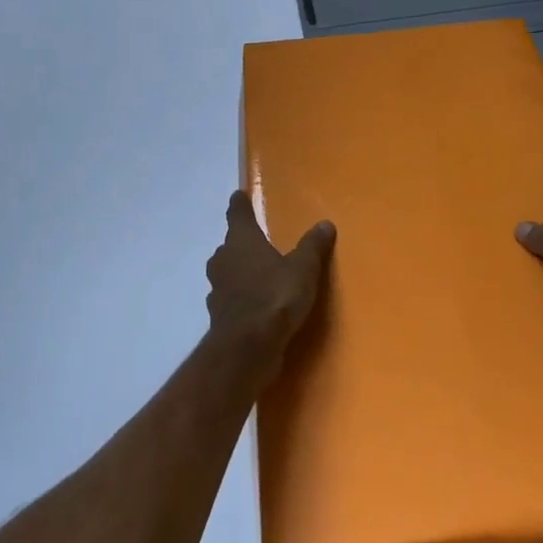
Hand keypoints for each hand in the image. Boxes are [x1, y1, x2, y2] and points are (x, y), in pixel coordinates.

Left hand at [206, 192, 334, 367]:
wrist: (248, 347)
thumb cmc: (276, 296)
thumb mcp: (303, 268)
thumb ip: (313, 246)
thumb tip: (325, 224)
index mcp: (241, 240)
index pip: (238, 214)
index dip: (239, 204)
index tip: (238, 195)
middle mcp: (224, 260)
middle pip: (229, 245)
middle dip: (240, 243)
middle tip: (256, 241)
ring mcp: (218, 290)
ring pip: (227, 272)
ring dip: (238, 271)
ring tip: (257, 274)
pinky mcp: (219, 317)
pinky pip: (230, 299)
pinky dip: (240, 298)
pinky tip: (255, 305)